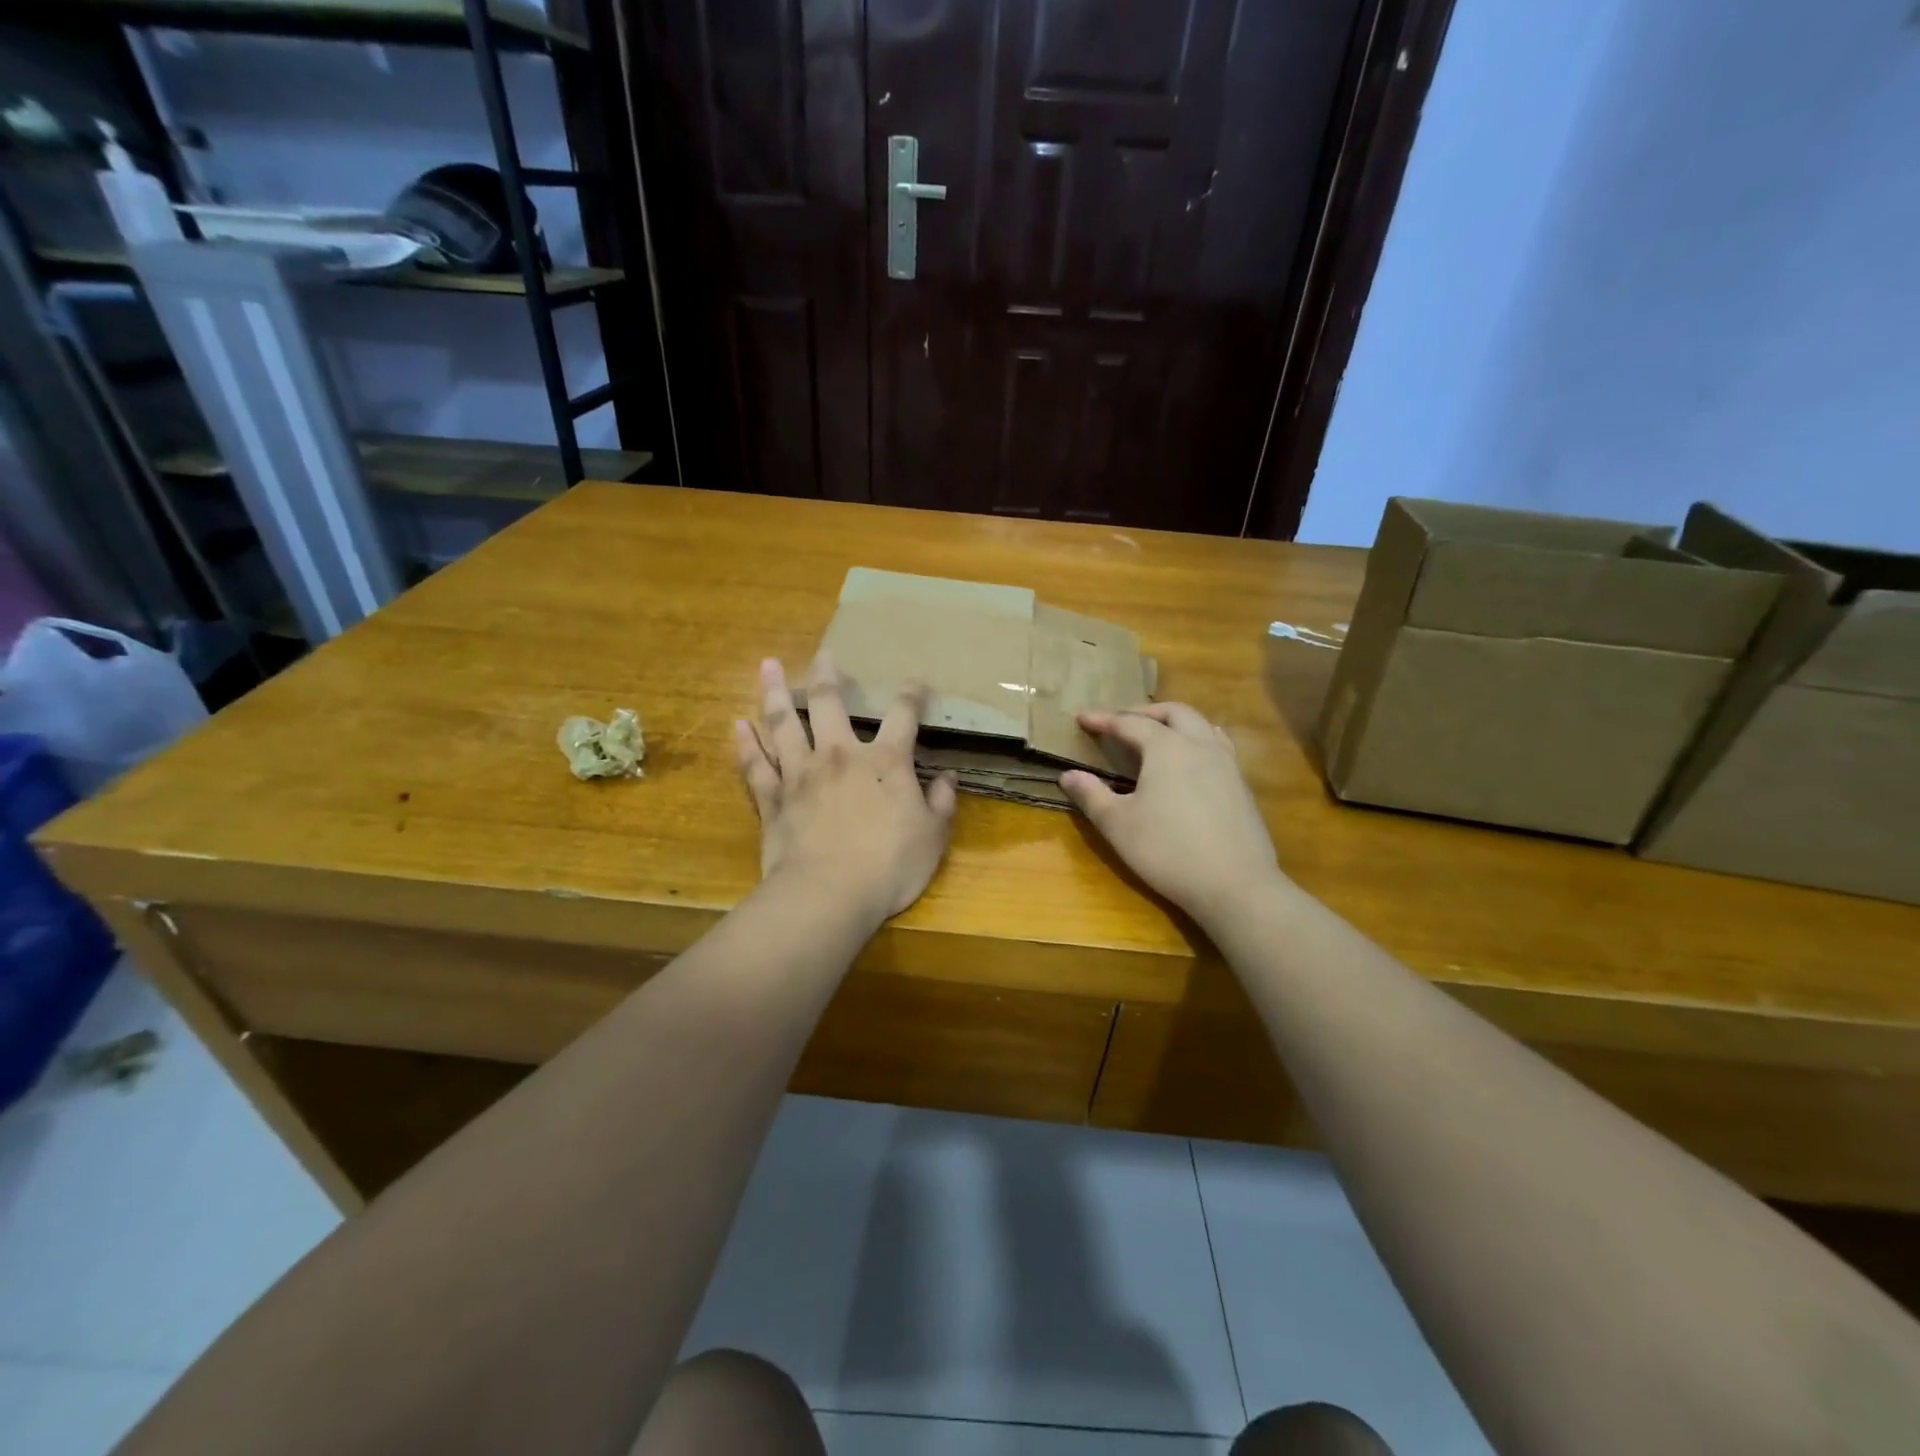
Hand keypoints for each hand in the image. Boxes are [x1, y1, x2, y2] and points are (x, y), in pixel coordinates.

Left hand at [735, 653, 957, 923]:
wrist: (828, 895)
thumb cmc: (889, 866)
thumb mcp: (932, 837)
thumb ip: (941, 803)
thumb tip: (948, 777)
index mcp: (884, 762)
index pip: (902, 716)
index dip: (911, 695)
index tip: (916, 682)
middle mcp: (839, 756)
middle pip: (829, 704)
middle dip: (827, 676)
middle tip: (823, 654)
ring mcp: (800, 775)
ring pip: (784, 724)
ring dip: (774, 693)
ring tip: (766, 666)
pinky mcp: (772, 799)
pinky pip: (755, 765)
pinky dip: (746, 744)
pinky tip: (738, 725)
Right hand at [1060, 702, 1283, 925]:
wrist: (1236, 885)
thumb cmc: (1168, 851)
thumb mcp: (1118, 825)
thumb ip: (1091, 796)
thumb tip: (1068, 775)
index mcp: (1166, 748)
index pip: (1129, 723)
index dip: (1103, 720)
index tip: (1082, 718)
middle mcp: (1199, 745)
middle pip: (1173, 712)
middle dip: (1143, 711)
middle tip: (1120, 722)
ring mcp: (1226, 764)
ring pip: (1201, 724)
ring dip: (1174, 722)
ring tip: (1157, 734)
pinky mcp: (1242, 785)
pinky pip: (1217, 746)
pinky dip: (1197, 740)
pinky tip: (1191, 762)